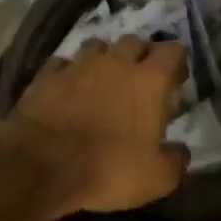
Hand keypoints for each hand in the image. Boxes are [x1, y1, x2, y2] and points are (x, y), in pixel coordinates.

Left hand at [3, 35, 189, 215]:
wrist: (40, 164)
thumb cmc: (108, 168)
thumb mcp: (157, 178)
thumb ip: (176, 161)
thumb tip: (180, 151)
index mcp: (150, 81)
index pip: (173, 51)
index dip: (177, 62)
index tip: (176, 81)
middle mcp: (115, 63)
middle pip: (135, 42)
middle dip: (142, 56)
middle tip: (141, 81)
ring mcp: (78, 65)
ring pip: (98, 46)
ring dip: (105, 59)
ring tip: (105, 80)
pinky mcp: (46, 76)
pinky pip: (64, 63)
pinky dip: (70, 72)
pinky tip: (69, 89)